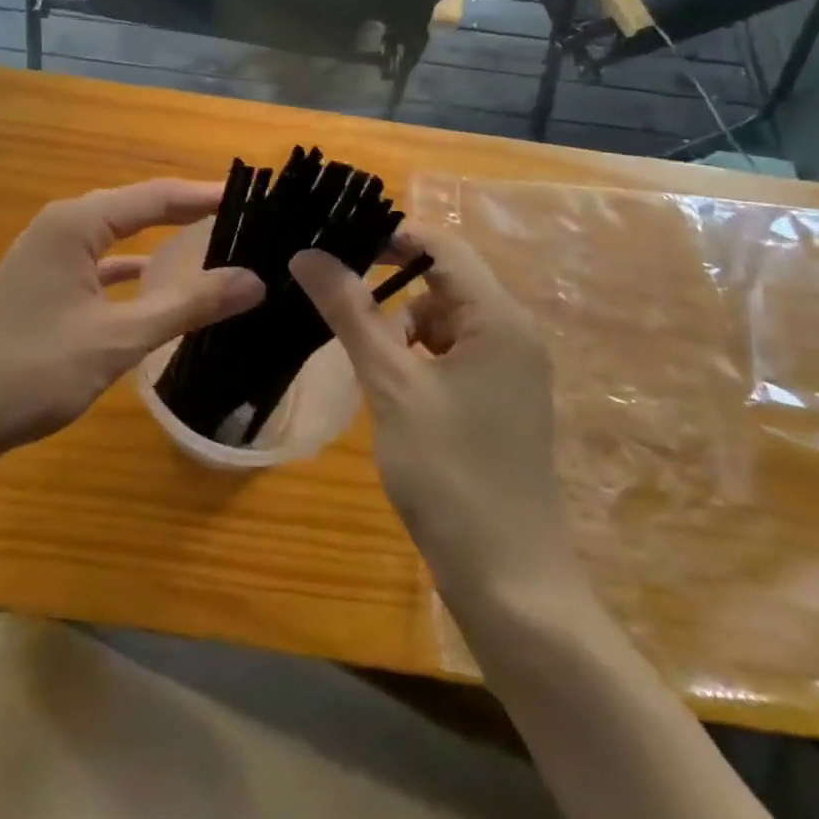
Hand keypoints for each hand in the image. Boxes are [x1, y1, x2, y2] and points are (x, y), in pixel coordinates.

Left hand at [0, 180, 264, 457]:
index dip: (205, 196)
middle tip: (241, 221)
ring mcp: (46, 256)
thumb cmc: (30, 370)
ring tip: (210, 244)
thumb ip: (187, 306)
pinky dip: (131, 270)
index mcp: (76, 224)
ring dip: (159, 241)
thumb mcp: (117, 339)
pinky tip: (155, 284)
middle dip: (186, 213)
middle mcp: (61, 227)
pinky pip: (98, 265)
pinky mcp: (41, 286)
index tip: (253, 199)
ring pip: (116, 237)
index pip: (156, 196)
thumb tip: (255, 280)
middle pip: (137, 209)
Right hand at [290, 225, 583, 607]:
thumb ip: (351, 312)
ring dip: (398, 325)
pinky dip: (413, 356)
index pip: (441, 246)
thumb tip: (307, 254)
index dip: (388, 237)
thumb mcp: (391, 384)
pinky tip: (386, 383)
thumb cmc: (450, 472)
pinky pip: (448, 354)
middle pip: (442, 281)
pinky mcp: (495, 399)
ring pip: (441, 320)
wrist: (509, 581)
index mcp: (499, 318)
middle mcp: (511, 333)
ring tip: (359, 353)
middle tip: (330, 292)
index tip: (334, 244)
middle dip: (388, 284)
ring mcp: (506, 369)